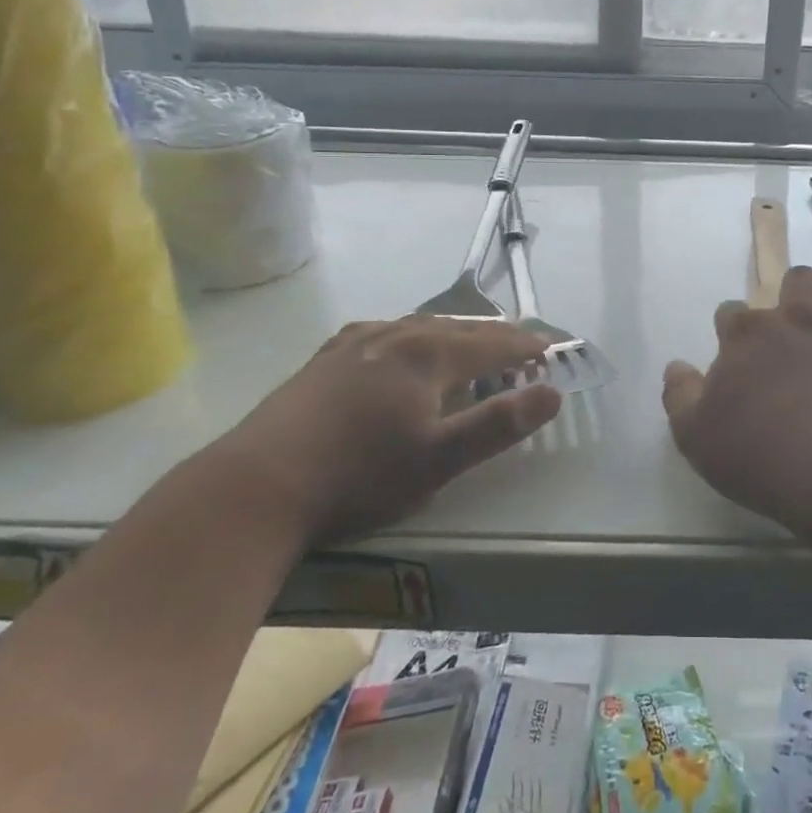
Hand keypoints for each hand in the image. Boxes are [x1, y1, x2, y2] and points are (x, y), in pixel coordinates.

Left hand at [218, 317, 562, 544]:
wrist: (258, 486)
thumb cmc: (359, 476)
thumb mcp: (439, 460)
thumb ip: (499, 424)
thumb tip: (553, 393)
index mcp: (429, 355)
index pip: (492, 343)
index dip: (525, 346)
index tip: (550, 348)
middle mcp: (396, 336)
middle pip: (459, 328)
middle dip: (495, 336)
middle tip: (521, 345)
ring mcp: (356, 343)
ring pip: (420, 327)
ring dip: (455, 334)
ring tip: (471, 344)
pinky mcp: (326, 358)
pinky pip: (385, 334)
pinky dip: (412, 337)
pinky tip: (400, 347)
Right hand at [662, 266, 811, 532]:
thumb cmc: (759, 452)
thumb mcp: (695, 435)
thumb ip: (680, 396)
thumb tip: (676, 367)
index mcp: (747, 334)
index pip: (731, 310)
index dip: (731, 329)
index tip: (733, 353)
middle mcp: (794, 320)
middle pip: (796, 279)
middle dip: (790, 293)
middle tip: (788, 329)